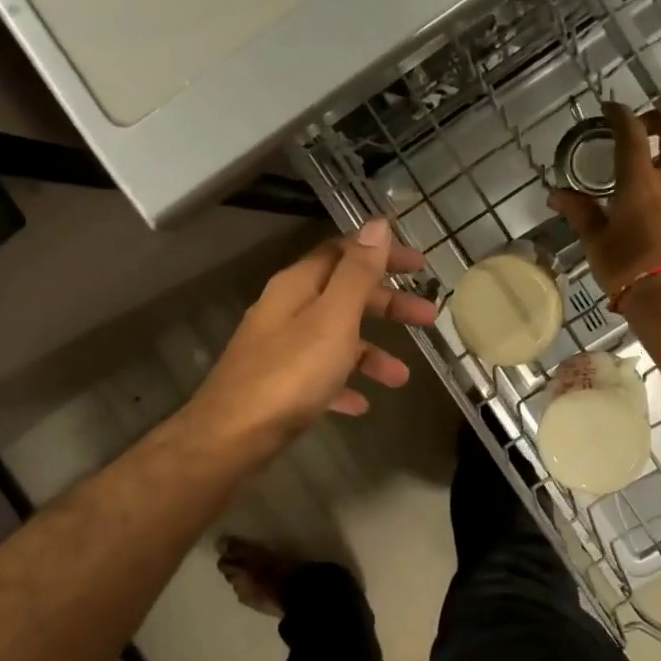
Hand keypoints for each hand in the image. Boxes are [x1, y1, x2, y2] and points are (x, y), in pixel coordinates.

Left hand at [189, 219, 436, 450]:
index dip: (382, 254)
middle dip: (387, 305)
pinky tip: (360, 404)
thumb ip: (357, 272)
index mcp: (298, 285)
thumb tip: (377, 224)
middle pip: (344, 295)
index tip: (420, 267)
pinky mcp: (278, 384)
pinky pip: (320, 376)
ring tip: (400, 378)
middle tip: (428, 318)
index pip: (344, 252)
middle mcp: (286, 310)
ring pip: (336, 339)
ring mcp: (279, 348)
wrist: (232, 437)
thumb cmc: (291, 373)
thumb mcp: (333, 318)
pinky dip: (344, 383)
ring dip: (371, 352)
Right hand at [549, 102, 660, 299]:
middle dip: (658, 119)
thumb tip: (556, 193)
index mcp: (641, 181)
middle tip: (640, 126)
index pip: (632, 134)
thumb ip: (579, 210)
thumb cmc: (627, 269)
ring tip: (653, 154)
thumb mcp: (596, 241)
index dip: (621, 114)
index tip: (609, 108)